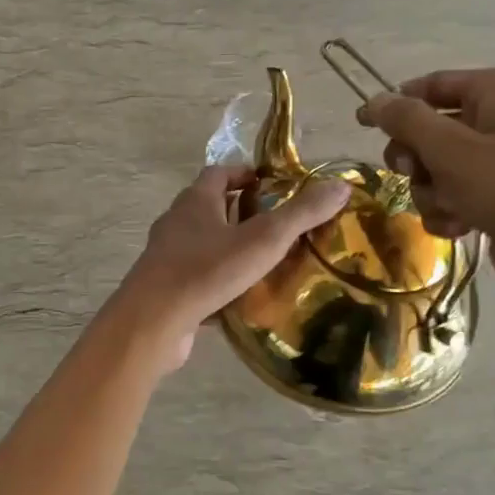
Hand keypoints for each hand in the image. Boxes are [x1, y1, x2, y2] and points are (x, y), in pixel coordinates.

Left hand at [115, 165, 349, 369]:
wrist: (153, 321)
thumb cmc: (207, 270)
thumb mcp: (263, 239)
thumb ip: (301, 213)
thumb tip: (341, 185)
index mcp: (195, 200)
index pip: (218, 173)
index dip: (243, 173)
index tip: (270, 184)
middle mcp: (176, 221)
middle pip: (209, 206)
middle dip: (239, 210)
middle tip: (275, 224)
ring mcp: (166, 255)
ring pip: (201, 242)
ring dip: (228, 245)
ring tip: (264, 260)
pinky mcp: (165, 286)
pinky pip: (195, 274)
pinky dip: (216, 277)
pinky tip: (238, 295)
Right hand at [357, 67, 494, 311]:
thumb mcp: (449, 149)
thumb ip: (406, 120)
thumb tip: (373, 100)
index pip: (431, 85)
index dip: (395, 105)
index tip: (362, 125)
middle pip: (429, 129)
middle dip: (416, 159)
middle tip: (415, 173)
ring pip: (436, 167)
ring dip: (431, 191)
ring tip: (450, 207)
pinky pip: (453, 194)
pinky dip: (448, 210)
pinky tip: (460, 226)